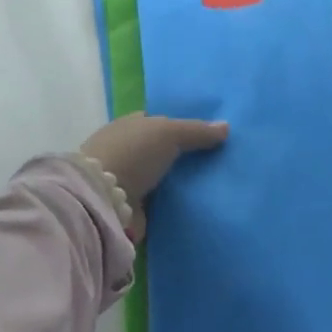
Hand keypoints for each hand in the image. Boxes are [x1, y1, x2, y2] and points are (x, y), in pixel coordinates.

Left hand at [80, 113, 229, 224]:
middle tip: (218, 161)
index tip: (209, 136)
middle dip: (183, 156)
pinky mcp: (131, 208)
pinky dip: (173, 204)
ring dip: (179, 182)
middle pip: (161, 151)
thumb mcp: (169, 132)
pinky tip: (197, 204)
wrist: (104, 199)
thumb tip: (226, 126)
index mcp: (130, 125)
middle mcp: (127, 150)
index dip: (182, 127)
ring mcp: (127, 180)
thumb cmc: (133, 153)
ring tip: (214, 185)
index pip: (159, 123)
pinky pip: (160, 203)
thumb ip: (197, 131)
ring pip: (161, 177)